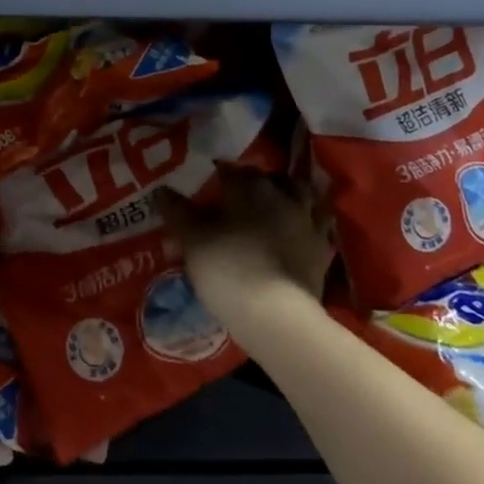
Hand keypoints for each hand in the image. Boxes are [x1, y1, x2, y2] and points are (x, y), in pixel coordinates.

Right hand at [156, 173, 331, 332]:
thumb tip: (161, 190)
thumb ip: (177, 210)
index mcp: (249, 186)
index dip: (216, 174)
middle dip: (255, 182)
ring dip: (288, 195)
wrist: (275, 314)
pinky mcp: (322, 248)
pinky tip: (296, 231)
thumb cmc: (227, 267)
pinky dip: (307, 222)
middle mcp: (283, 195)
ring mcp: (308, 221)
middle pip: (269, 178)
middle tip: (238, 196)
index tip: (206, 182)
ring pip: (301, 195)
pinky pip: (317, 225)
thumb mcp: (191, 239)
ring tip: (273, 206)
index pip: (230, 169)